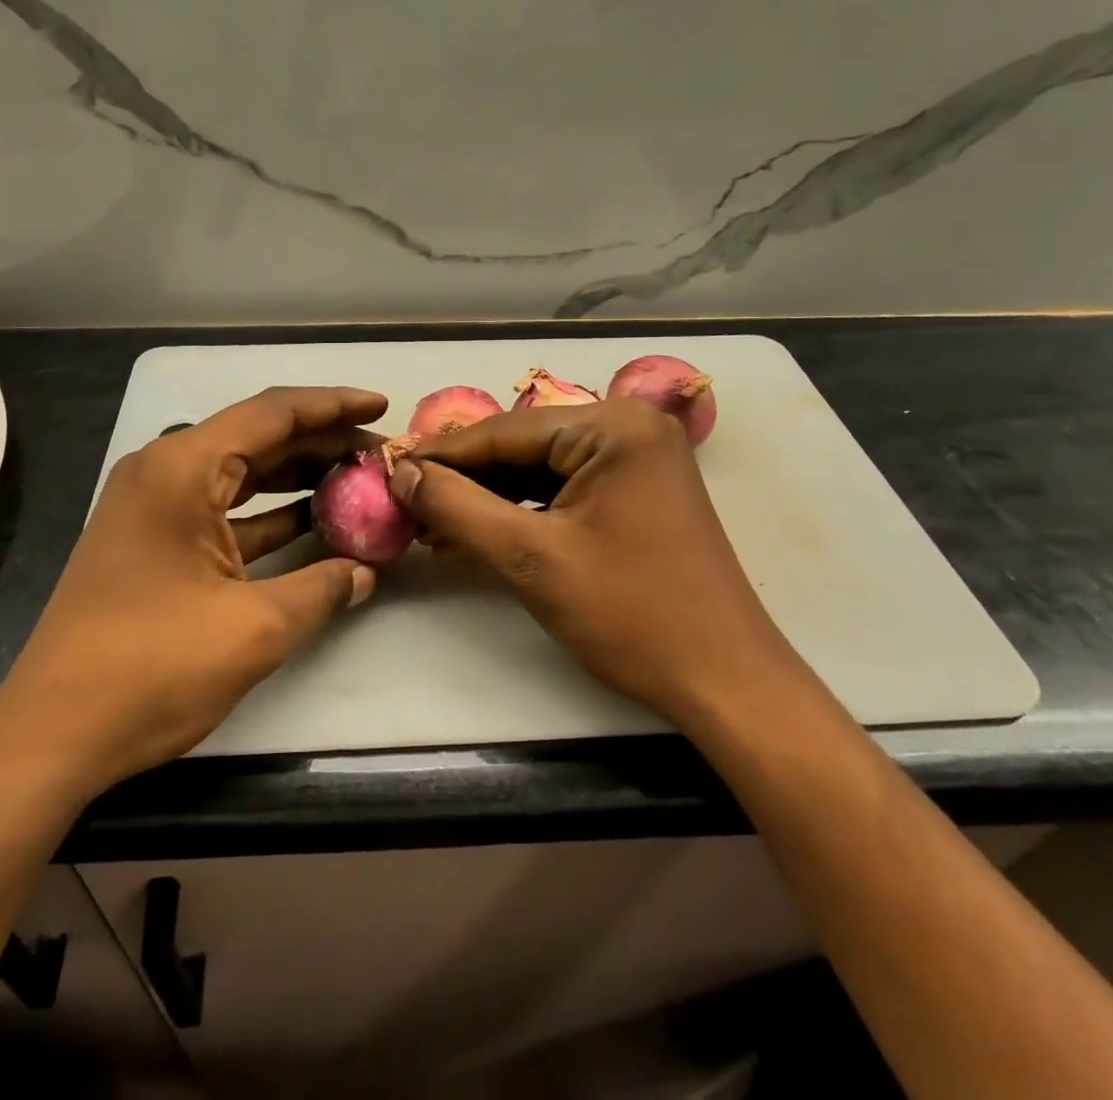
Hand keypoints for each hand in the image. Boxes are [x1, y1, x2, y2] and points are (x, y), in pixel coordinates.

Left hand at [0, 386, 385, 789]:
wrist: (51, 734)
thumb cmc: (151, 669)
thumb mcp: (253, 629)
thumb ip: (321, 589)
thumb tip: (365, 572)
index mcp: (182, 469)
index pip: (272, 413)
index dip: (333, 406)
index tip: (381, 408)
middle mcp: (164, 471)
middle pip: (259, 438)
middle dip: (323, 444)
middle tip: (379, 457)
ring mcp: (155, 505)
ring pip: (243, 473)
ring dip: (299, 477)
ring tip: (358, 483)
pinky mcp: (154, 539)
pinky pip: (223, 509)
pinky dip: (269, 513)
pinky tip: (314, 523)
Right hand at [389, 398, 795, 725]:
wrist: (725, 684)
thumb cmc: (631, 615)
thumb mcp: (531, 559)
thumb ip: (458, 508)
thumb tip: (401, 473)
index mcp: (614, 427)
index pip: (504, 432)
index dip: (441, 455)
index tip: (387, 470)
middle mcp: (629, 428)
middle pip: (523, 447)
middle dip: (464, 480)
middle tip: (405, 502)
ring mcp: (637, 461)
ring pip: (540, 470)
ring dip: (488, 499)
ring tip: (430, 523)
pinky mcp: (637, 493)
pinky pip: (564, 490)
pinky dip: (522, 512)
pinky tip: (477, 533)